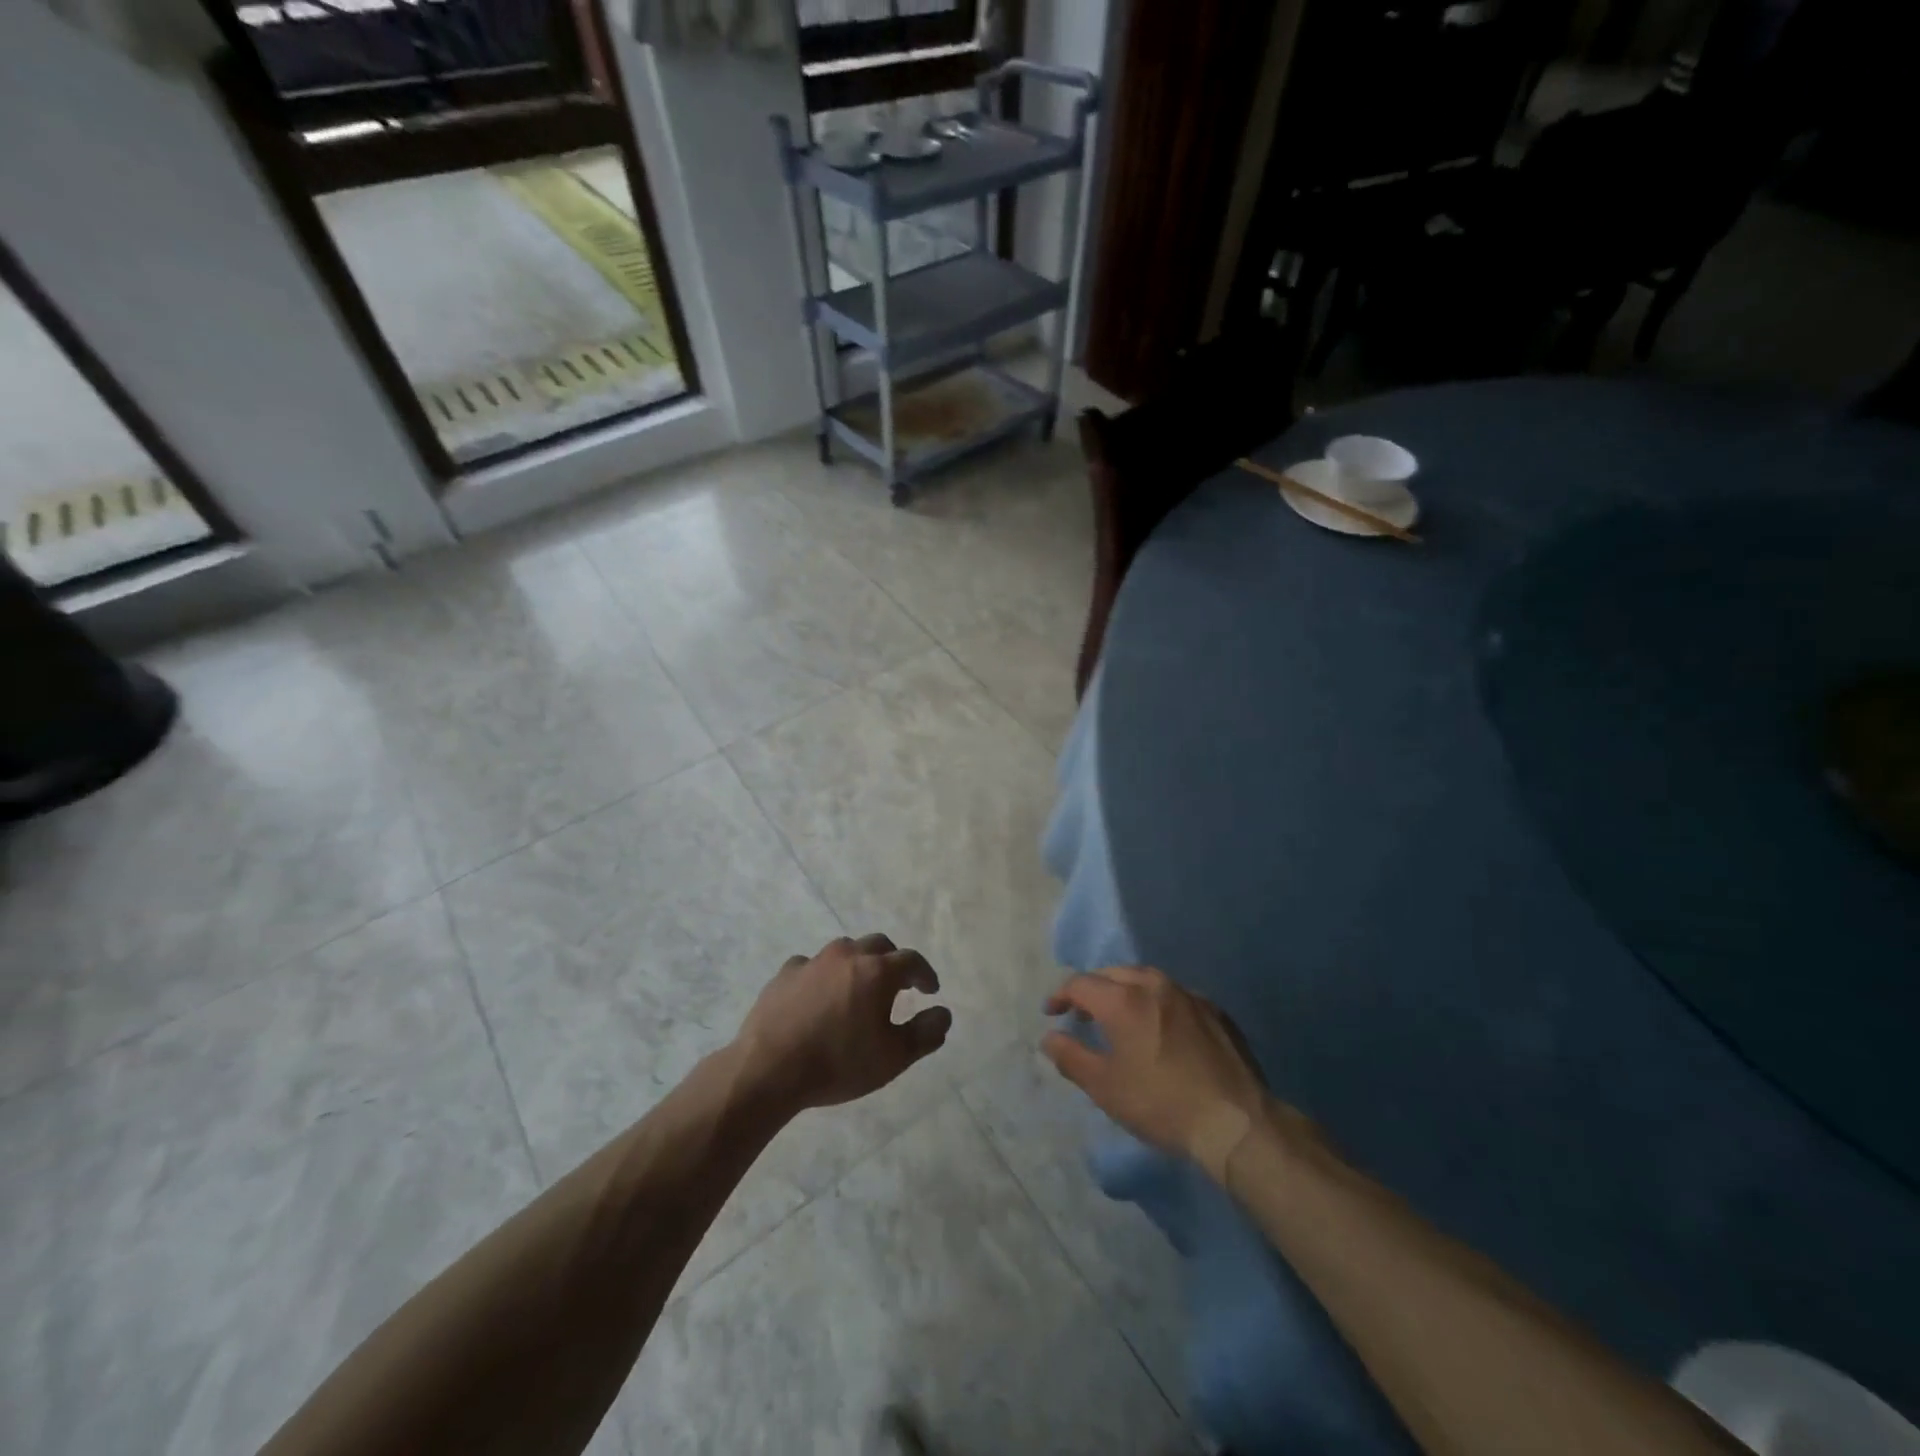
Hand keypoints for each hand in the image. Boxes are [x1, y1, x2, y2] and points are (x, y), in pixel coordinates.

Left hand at [736, 934, 950, 1111]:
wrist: (769, 1069)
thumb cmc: (839, 1063)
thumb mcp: (893, 1058)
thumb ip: (925, 1033)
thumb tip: (944, 1013)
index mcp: (877, 971)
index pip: (911, 960)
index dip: (925, 973)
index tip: (930, 990)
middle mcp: (847, 955)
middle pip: (878, 945)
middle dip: (893, 960)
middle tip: (898, 984)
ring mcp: (813, 961)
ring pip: (844, 951)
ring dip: (858, 963)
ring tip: (858, 988)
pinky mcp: (785, 973)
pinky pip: (812, 966)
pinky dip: (823, 975)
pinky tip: (818, 996)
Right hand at [1042, 966, 1270, 1173]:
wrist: (1236, 1121)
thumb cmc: (1161, 1103)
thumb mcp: (1105, 1087)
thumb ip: (1071, 1057)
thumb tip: (1050, 1037)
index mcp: (1124, 999)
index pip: (1081, 983)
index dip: (1061, 995)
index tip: (1052, 1013)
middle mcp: (1155, 985)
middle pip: (1113, 974)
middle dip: (1093, 990)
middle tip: (1083, 1014)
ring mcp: (1189, 995)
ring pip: (1146, 980)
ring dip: (1125, 992)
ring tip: (1119, 1017)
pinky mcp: (1215, 1011)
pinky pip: (1175, 996)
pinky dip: (1157, 1004)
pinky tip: (1160, 1030)